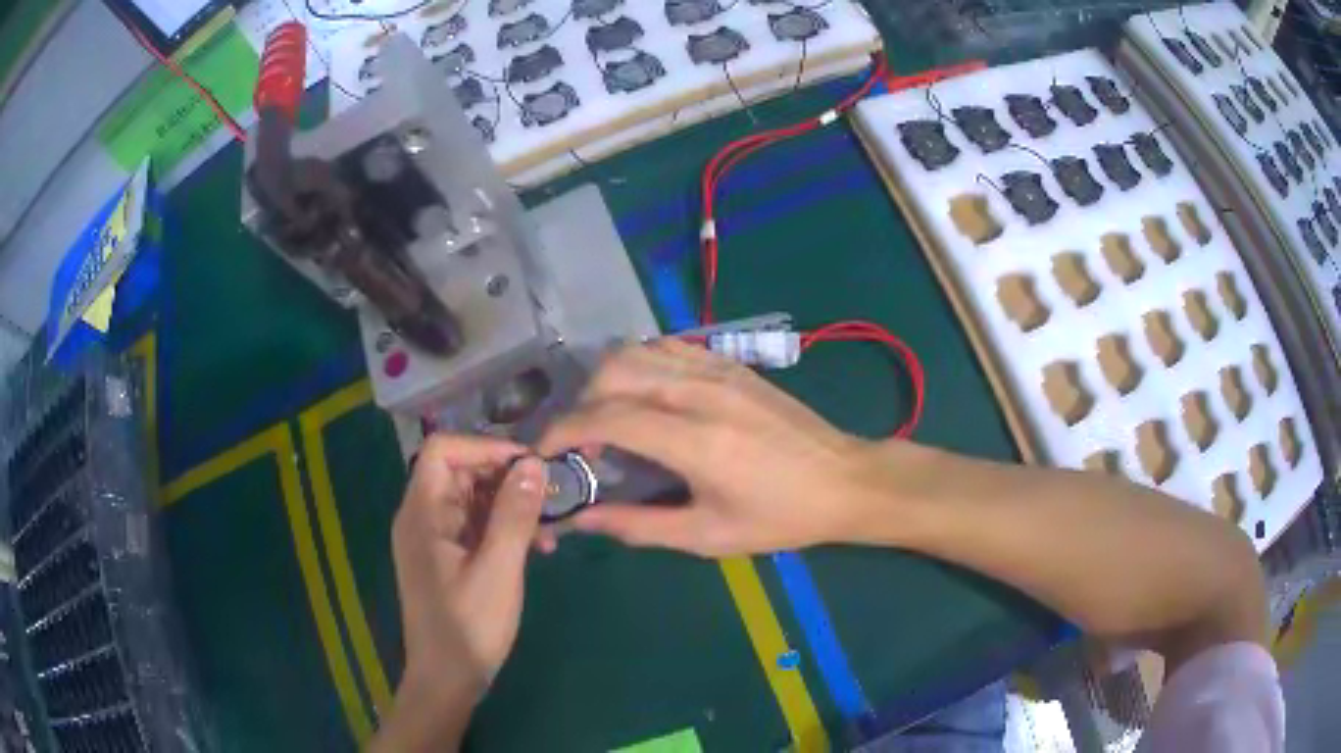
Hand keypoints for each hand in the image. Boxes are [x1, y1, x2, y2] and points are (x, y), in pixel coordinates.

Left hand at [373, 435, 544, 751]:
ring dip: (510, 505)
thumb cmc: (469, 626)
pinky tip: (537, 547)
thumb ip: (514, 514)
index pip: (443, 450)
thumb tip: (532, 463)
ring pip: (472, 498)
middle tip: (549, 493)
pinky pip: (475, 525)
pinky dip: (504, 528)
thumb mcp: (498, 569)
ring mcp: (434, 538)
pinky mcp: (447, 557)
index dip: (485, 446)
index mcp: (422, 513)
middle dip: (505, 476)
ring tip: (549, 526)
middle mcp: (422, 517)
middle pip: (460, 471)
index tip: (529, 463)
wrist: (447, 679)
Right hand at [538, 340, 915, 556]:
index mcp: (694, 440)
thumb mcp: (708, 537)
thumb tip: (582, 519)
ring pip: (638, 349)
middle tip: (583, 442)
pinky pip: (668, 347)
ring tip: (610, 418)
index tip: (544, 450)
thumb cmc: (779, 517)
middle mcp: (699, 392)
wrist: (843, 480)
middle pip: (613, 369)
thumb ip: (638, 526)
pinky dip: (641, 365)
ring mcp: (717, 370)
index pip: (606, 417)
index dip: (563, 430)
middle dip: (581, 401)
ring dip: (608, 379)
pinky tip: (647, 397)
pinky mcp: (731, 363)